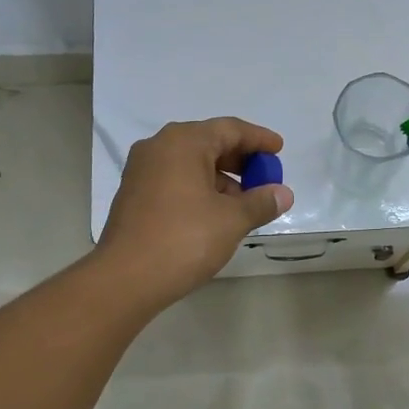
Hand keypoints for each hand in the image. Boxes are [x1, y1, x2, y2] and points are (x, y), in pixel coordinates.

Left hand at [97, 118, 294, 308]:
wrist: (125, 279)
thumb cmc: (183, 239)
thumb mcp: (232, 220)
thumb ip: (261, 202)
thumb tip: (283, 194)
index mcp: (183, 142)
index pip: (229, 129)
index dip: (258, 139)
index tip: (279, 149)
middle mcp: (158, 147)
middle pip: (208, 142)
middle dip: (240, 160)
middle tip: (265, 178)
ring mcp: (141, 171)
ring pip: (191, 163)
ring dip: (221, 178)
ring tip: (244, 204)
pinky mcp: (134, 195)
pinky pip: (175, 180)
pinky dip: (199, 189)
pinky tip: (215, 214)